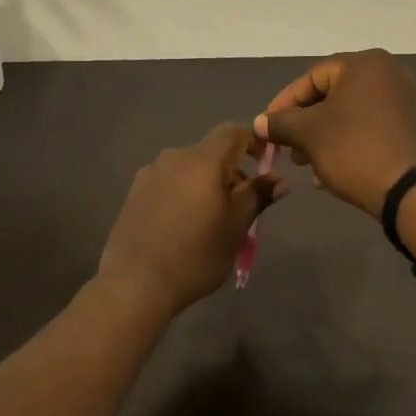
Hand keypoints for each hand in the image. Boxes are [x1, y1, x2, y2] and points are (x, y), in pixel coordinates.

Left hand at [99, 123, 289, 314]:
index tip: (265, 165)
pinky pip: (169, 181)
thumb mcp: (235, 228)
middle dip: (230, 170)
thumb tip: (280, 180)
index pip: (233, 132)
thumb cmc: (195, 255)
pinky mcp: (134, 191)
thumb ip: (257, 197)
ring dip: (206, 182)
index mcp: (203, 161)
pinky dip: (184, 192)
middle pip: (210, 151)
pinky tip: (182, 224)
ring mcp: (150, 173)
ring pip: (189, 167)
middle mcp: (174, 157)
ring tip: (210, 218)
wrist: (135, 283)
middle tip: (240, 205)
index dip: (253, 142)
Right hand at [254, 50, 415, 217]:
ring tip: (306, 165)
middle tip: (287, 150)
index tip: (267, 129)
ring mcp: (404, 100)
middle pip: (330, 95)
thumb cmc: (354, 150)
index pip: (311, 77)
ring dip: (322, 138)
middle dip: (303, 125)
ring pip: (348, 115)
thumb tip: (261, 122)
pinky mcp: (411, 127)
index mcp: (364, 64)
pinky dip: (346, 144)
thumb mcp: (308, 134)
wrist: (411, 190)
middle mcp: (388, 73)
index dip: (283, 104)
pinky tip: (330, 172)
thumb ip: (280, 123)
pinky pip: (368, 128)